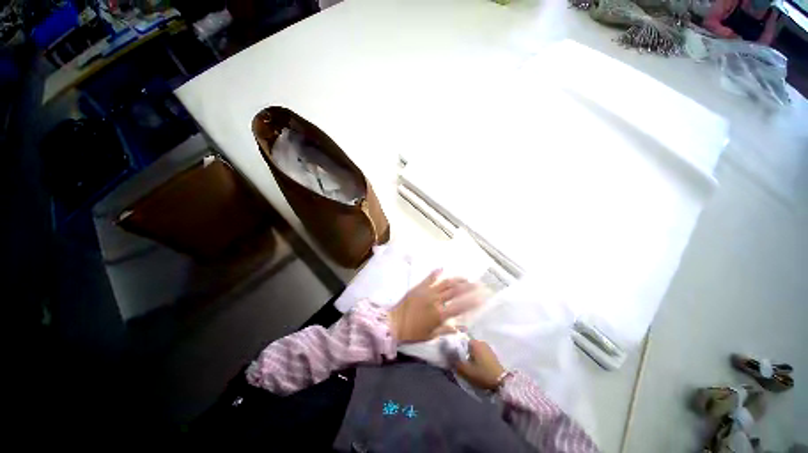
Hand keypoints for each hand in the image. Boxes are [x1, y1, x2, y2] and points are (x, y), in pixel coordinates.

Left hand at [389, 269, 479, 343]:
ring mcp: (427, 291)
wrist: (394, 323)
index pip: (460, 306)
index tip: (482, 297)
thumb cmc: (413, 332)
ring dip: (456, 279)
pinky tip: (443, 268)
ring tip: (465, 277)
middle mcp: (436, 300)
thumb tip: (461, 329)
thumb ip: (446, 331)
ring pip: (445, 283)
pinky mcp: (419, 287)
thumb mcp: (431, 335)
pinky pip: (429, 278)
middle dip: (468, 287)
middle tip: (478, 284)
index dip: (473, 301)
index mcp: (440, 314)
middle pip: (455, 291)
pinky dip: (436, 272)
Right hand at [454, 340, 506, 390]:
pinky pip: (480, 354)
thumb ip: (455, 363)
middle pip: (467, 346)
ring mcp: (487, 348)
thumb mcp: (466, 371)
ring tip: (467, 366)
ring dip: (470, 357)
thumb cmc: (483, 374)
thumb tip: (448, 357)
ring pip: (474, 350)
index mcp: (474, 343)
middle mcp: (481, 342)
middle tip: (459, 363)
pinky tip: (475, 367)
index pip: (460, 342)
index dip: (455, 349)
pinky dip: (476, 359)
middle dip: (463, 353)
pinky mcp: (492, 355)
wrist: (502, 383)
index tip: (453, 357)